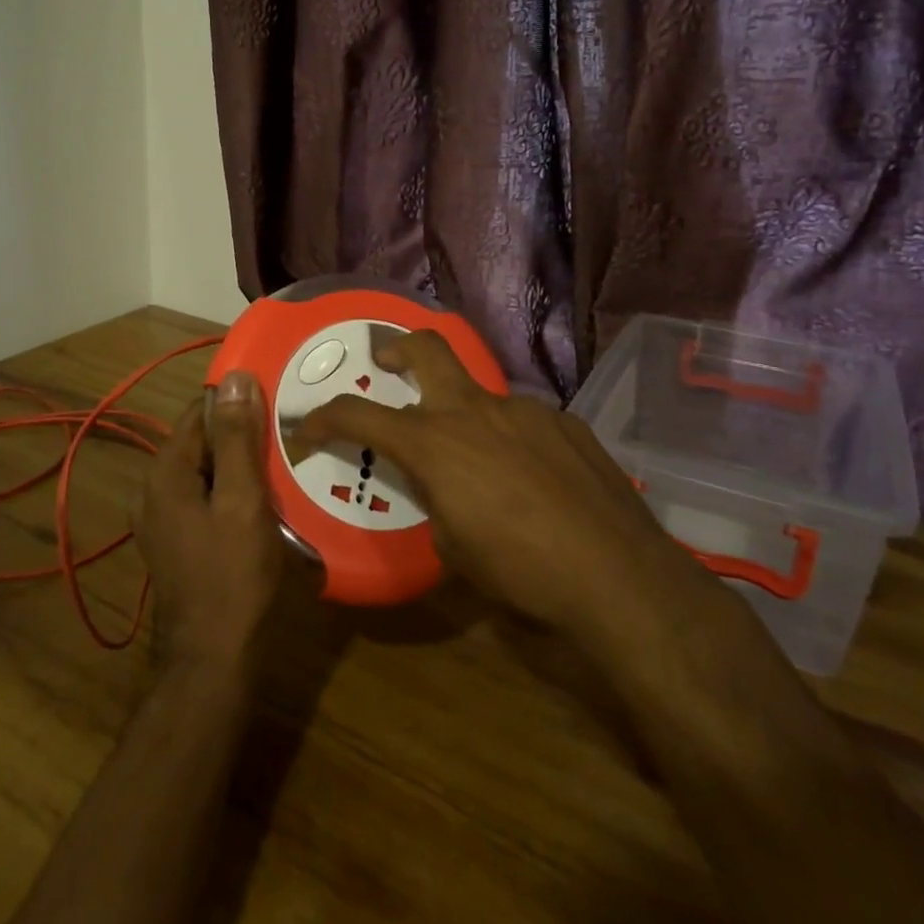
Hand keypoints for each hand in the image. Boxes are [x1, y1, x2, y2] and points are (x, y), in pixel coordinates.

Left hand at [135, 372, 284, 674]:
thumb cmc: (233, 575)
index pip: (200, 411)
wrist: (214, 659)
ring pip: (205, 471)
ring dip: (239, 466)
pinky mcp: (177, 541)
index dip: (238, 404)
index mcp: (165, 473)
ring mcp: (162, 519)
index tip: (278, 407)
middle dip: (241, 437)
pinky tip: (264, 504)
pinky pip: (205, 498)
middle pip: (201, 441)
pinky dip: (231, 492)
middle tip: (287, 441)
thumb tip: (236, 377)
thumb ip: (236, 438)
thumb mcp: (242, 500)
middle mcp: (154, 490)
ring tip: (282, 468)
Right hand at [290, 329, 714, 630]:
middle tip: (388, 362)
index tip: (306, 429)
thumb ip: (434, 501)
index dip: (322, 418)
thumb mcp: (453, 547)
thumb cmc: (520, 571)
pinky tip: (534, 479)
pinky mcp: (564, 423)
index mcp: (433, 442)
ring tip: (482, 463)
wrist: (617, 576)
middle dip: (396, 347)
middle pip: (426, 348)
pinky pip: (522, 420)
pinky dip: (510, 439)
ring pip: (479, 394)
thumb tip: (439, 489)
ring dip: (464, 415)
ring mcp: (524, 410)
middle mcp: (474, 410)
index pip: (357, 414)